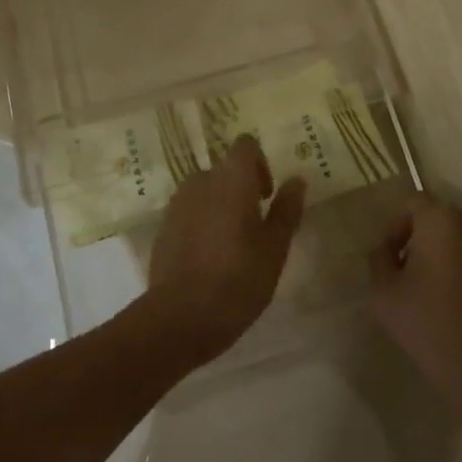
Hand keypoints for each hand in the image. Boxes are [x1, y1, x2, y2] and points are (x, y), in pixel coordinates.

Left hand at [145, 135, 306, 365]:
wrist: (180, 316)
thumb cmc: (237, 280)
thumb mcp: (274, 248)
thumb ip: (287, 209)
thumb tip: (297, 180)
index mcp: (231, 179)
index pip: (245, 145)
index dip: (259, 164)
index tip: (266, 196)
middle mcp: (201, 180)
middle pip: (225, 170)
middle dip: (241, 189)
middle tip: (254, 229)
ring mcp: (178, 202)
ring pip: (205, 191)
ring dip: (220, 206)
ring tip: (231, 246)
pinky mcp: (164, 225)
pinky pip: (189, 211)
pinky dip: (201, 222)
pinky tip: (208, 258)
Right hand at [370, 196, 461, 411]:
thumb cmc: (426, 320)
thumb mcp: (383, 289)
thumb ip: (379, 258)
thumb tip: (387, 249)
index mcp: (440, 219)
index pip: (413, 203)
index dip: (396, 227)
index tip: (389, 257)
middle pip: (438, 219)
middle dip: (420, 238)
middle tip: (405, 269)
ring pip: (458, 240)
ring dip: (441, 254)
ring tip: (426, 287)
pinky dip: (460, 271)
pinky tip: (448, 302)